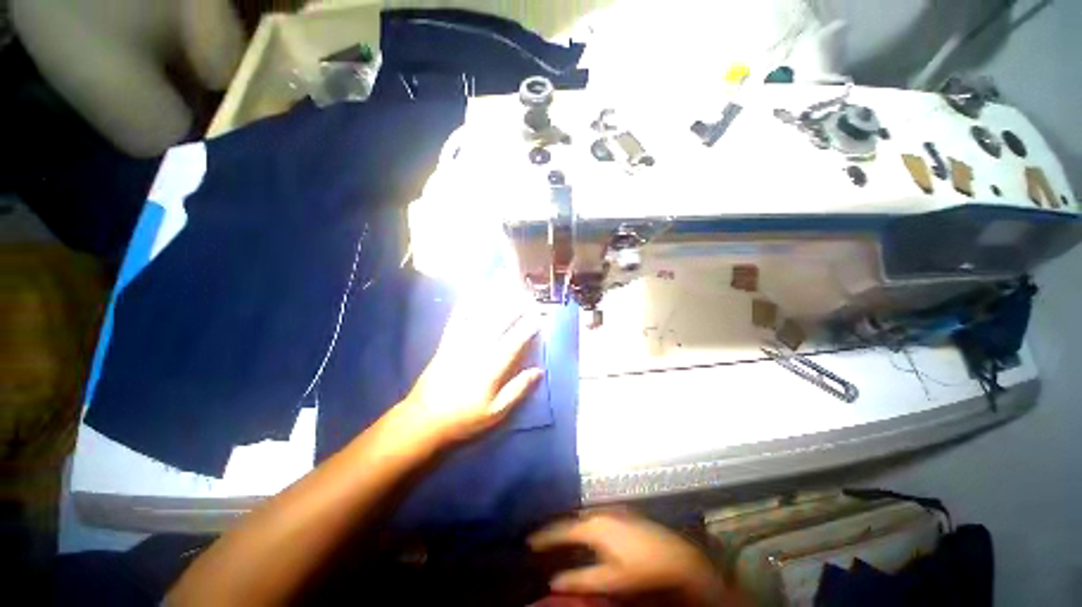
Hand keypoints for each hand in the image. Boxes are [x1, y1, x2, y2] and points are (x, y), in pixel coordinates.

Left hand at [391, 301, 543, 449]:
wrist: (424, 420)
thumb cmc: (464, 418)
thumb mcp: (496, 412)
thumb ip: (518, 390)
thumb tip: (539, 371)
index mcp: (491, 368)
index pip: (514, 343)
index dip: (528, 329)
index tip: (539, 317)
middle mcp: (477, 350)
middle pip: (499, 325)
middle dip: (515, 309)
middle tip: (528, 298)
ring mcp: (460, 344)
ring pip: (481, 318)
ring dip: (496, 303)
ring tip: (508, 291)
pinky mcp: (446, 343)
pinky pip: (457, 320)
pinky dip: (465, 305)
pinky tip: (471, 294)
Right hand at [529, 511, 727, 606]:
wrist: (677, 556)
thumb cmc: (641, 570)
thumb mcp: (610, 580)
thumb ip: (580, 579)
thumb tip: (553, 581)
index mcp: (594, 526)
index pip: (562, 530)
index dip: (544, 536)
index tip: (528, 541)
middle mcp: (600, 512)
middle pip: (571, 519)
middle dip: (555, 528)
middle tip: (539, 537)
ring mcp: (612, 510)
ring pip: (582, 515)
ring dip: (569, 525)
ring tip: (556, 535)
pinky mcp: (622, 513)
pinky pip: (593, 516)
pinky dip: (582, 523)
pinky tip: (582, 532)